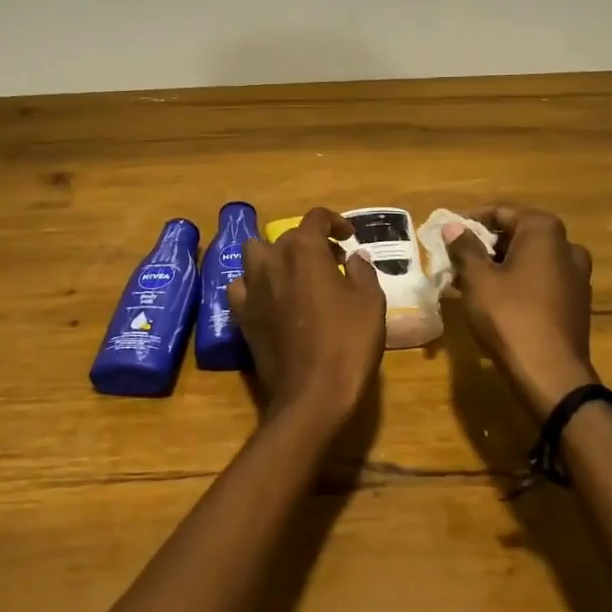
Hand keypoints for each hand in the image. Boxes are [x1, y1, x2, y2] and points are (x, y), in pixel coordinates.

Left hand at [229, 207, 385, 431]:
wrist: (312, 394)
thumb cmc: (348, 342)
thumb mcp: (370, 302)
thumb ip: (362, 271)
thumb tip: (354, 256)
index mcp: (304, 250)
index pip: (316, 217)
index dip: (336, 222)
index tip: (349, 238)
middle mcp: (271, 260)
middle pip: (287, 236)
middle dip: (310, 244)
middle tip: (333, 264)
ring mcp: (251, 288)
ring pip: (255, 254)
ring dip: (275, 257)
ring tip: (295, 276)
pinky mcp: (241, 315)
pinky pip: (241, 287)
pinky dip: (255, 286)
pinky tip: (271, 300)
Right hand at [444, 206, 596, 414]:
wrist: (550, 374)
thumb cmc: (509, 316)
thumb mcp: (478, 279)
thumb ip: (465, 248)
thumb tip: (454, 226)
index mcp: (545, 232)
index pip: (502, 212)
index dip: (471, 220)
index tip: (448, 233)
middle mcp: (567, 246)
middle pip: (518, 235)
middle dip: (485, 245)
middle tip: (456, 259)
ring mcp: (577, 276)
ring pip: (530, 260)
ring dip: (500, 265)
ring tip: (469, 281)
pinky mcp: (577, 303)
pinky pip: (541, 281)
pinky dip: (518, 283)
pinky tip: (495, 301)